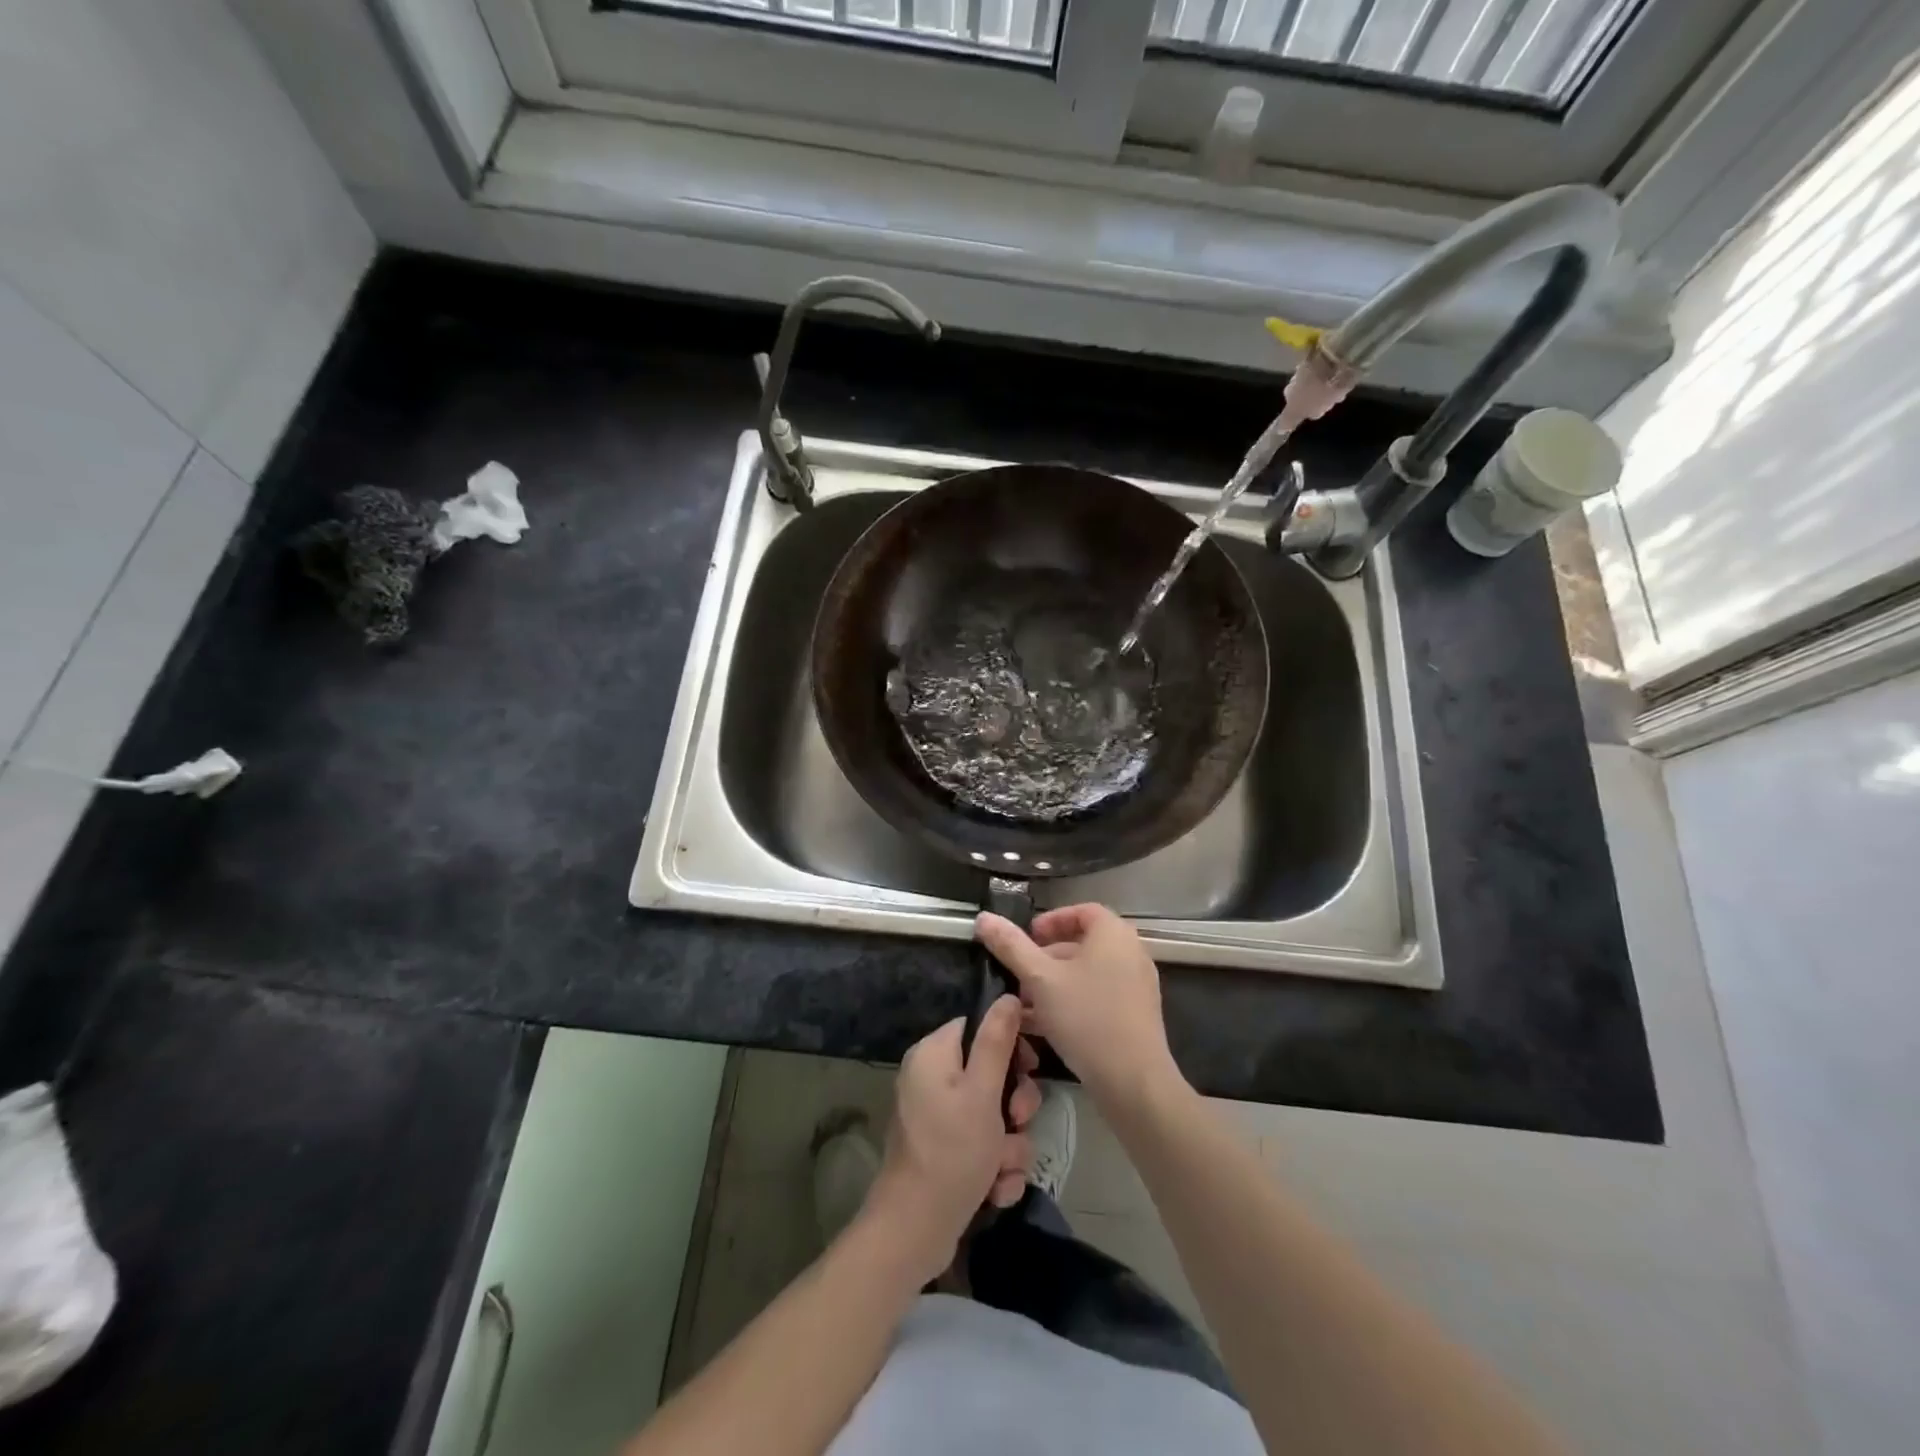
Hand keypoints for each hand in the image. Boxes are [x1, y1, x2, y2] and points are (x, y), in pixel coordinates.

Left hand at [866, 997, 1040, 1283]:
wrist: (914, 1233)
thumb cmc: (951, 1152)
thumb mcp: (981, 1093)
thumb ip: (997, 1042)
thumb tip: (1009, 996)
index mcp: (934, 1054)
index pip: (979, 1027)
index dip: (1010, 1045)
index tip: (1031, 1067)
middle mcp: (932, 1080)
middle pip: (992, 1074)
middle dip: (1014, 1105)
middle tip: (1016, 1121)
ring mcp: (938, 1118)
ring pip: (995, 1116)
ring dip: (1009, 1145)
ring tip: (1001, 1169)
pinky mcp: (946, 1152)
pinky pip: (985, 1147)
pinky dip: (995, 1168)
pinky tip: (994, 1191)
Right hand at [976, 904, 1184, 1110]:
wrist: (1133, 1081)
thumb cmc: (1086, 1017)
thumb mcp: (1040, 979)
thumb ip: (1011, 946)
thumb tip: (983, 918)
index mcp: (1114, 934)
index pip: (1082, 911)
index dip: (1052, 920)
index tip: (1028, 938)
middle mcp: (1131, 953)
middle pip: (1083, 944)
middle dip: (1046, 958)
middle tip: (1019, 974)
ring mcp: (1136, 987)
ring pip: (1087, 975)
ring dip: (1054, 984)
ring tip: (1023, 1004)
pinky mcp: (1135, 1016)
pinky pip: (1098, 997)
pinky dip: (1071, 1003)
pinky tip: (1042, 1026)